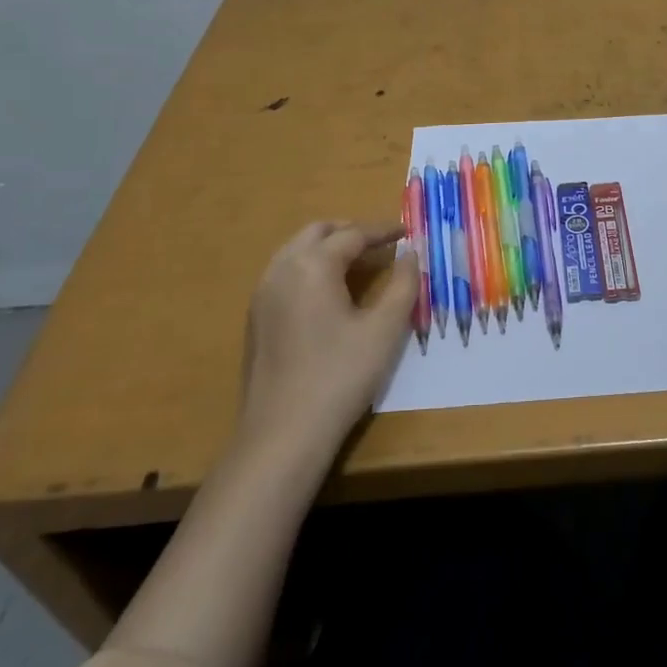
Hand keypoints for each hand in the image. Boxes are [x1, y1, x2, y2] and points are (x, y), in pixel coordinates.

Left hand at [238, 220, 417, 454]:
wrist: (282, 435)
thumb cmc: (340, 377)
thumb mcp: (384, 329)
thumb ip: (403, 284)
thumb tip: (411, 254)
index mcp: (312, 265)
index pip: (353, 234)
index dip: (383, 231)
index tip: (408, 232)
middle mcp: (282, 269)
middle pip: (318, 232)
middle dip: (351, 232)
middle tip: (382, 244)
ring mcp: (263, 294)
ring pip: (297, 251)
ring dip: (329, 248)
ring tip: (360, 265)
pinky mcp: (256, 318)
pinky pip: (286, 274)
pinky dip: (311, 268)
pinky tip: (331, 294)